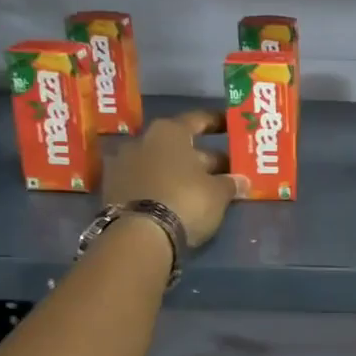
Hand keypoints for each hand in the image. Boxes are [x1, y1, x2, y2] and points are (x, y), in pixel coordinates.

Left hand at [100, 109, 246, 247]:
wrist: (138, 236)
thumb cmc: (185, 200)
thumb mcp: (218, 193)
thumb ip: (230, 183)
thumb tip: (242, 181)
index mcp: (169, 132)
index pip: (198, 120)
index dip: (217, 122)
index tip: (230, 126)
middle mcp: (142, 140)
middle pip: (179, 146)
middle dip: (203, 158)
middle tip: (226, 171)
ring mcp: (123, 165)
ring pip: (161, 165)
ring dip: (181, 174)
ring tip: (203, 190)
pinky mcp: (113, 191)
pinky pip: (146, 183)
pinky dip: (163, 188)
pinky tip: (178, 201)